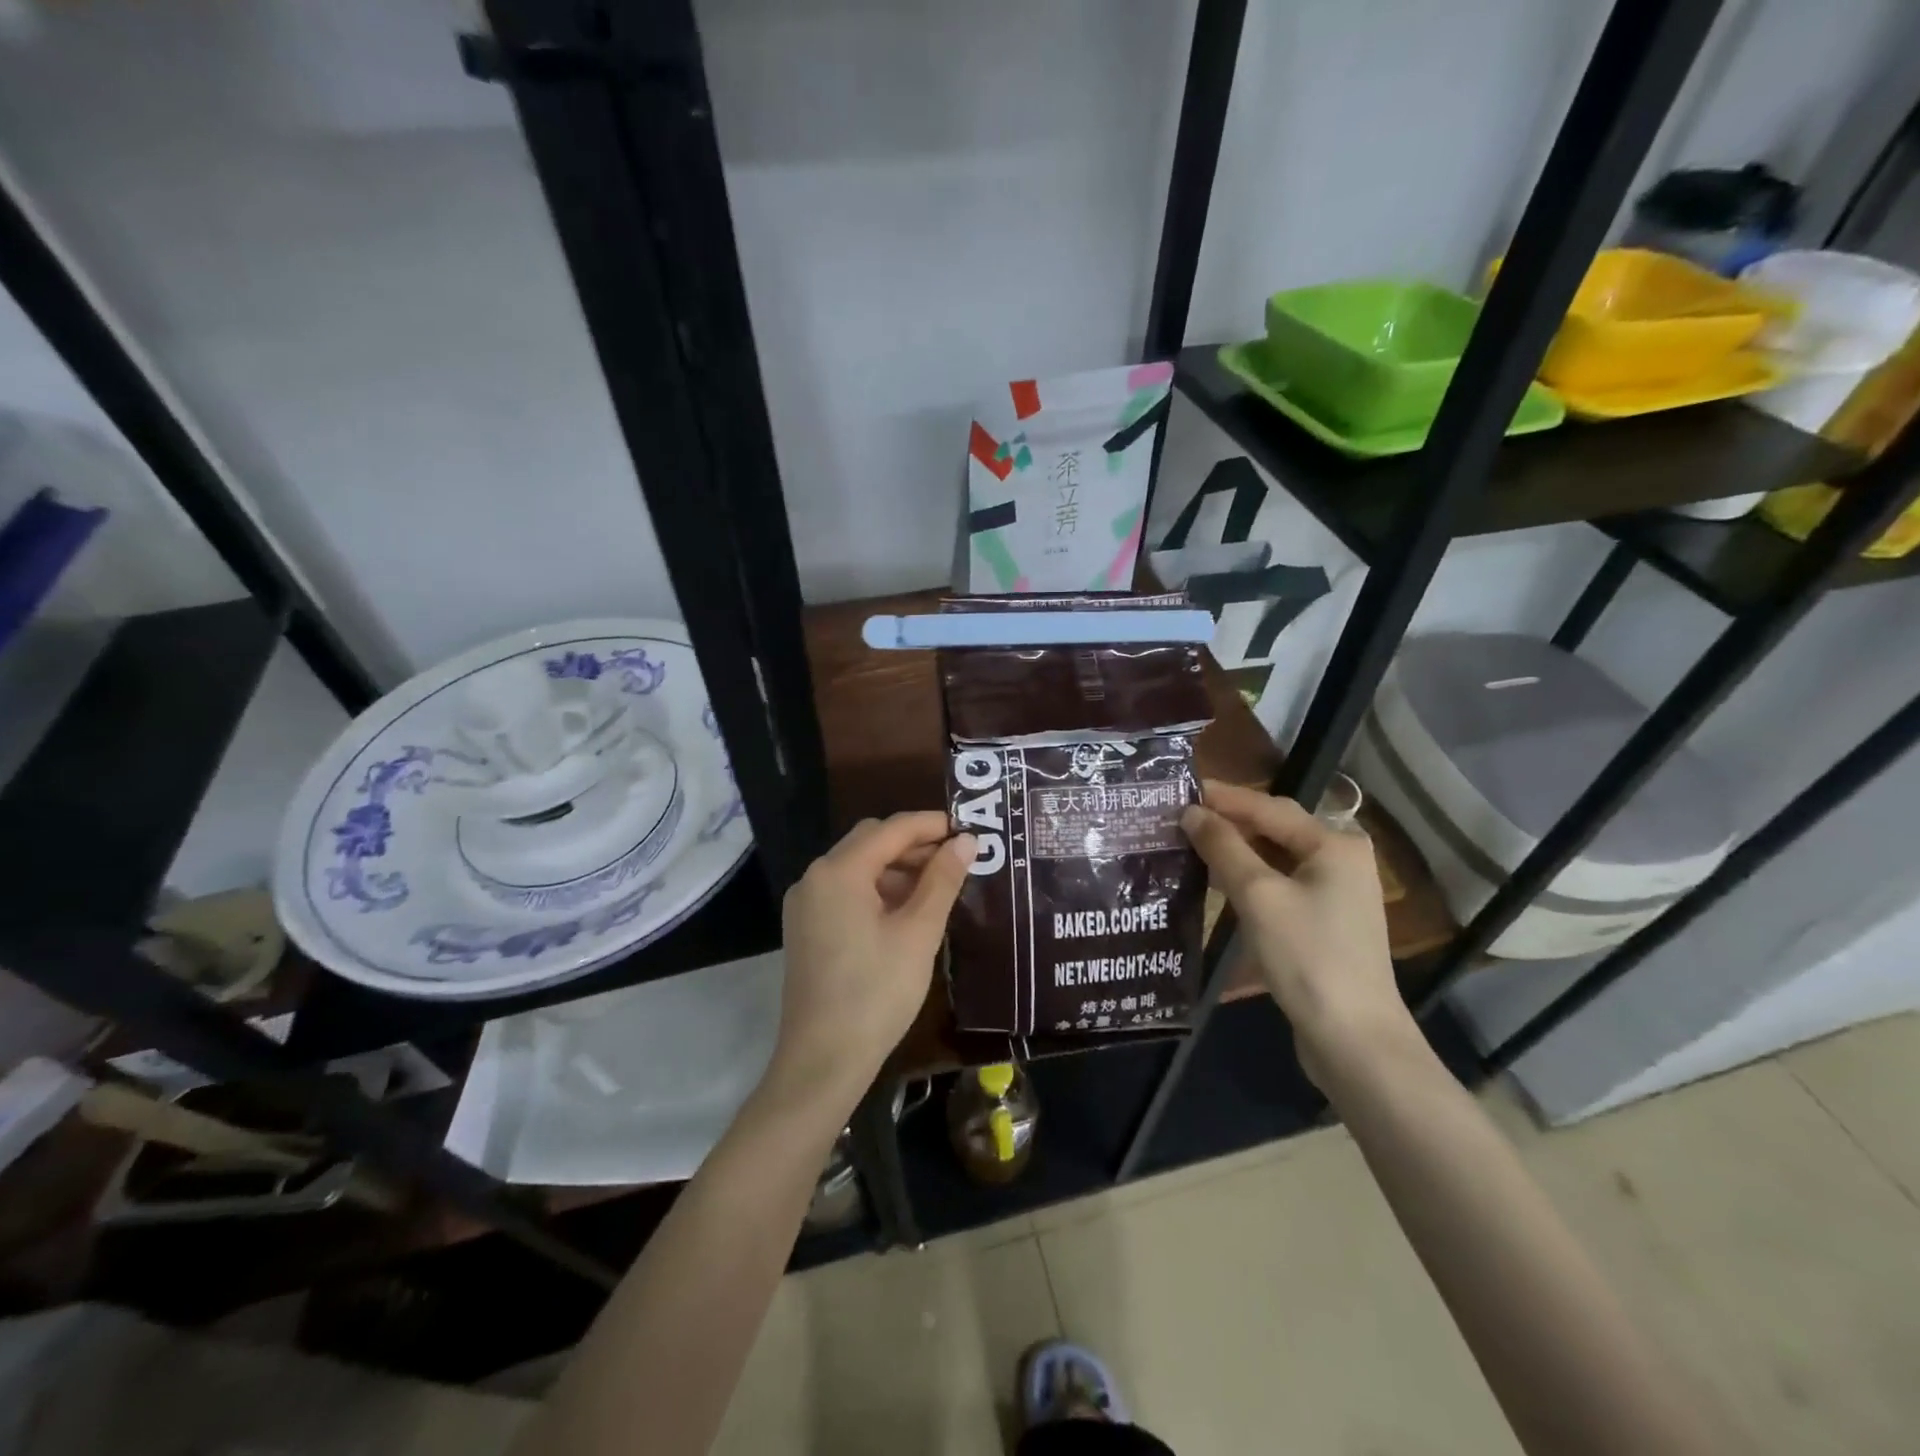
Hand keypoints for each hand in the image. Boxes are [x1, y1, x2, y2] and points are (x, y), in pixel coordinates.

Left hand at [773, 813, 974, 1107]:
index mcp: (838, 872)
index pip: (891, 829)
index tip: (970, 830)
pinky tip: (909, 910)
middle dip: (915, 844)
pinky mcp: (807, 928)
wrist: (822, 1061)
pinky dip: (879, 890)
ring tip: (940, 885)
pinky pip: (847, 891)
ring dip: (898, 867)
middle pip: (871, 841)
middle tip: (958, 858)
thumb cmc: (876, 993)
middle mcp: (815, 878)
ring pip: (859, 866)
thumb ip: (942, 881)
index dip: (932, 825)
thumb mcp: (918, 934)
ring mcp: (807, 904)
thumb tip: (966, 841)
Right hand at [1181, 781, 1419, 1087]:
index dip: (1223, 797)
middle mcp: (1341, 859)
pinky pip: (1281, 884)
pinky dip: (1250, 878)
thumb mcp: (1258, 895)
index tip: (1180, 790)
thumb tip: (1191, 812)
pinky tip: (1219, 882)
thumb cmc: (1307, 956)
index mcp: (1334, 844)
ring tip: (1191, 845)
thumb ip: (1223, 847)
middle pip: (1275, 829)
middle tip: (1180, 818)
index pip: (1268, 806)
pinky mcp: (1326, 922)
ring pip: (1276, 858)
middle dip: (1229, 822)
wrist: (1354, 1039)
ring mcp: (1336, 893)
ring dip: (1236, 851)